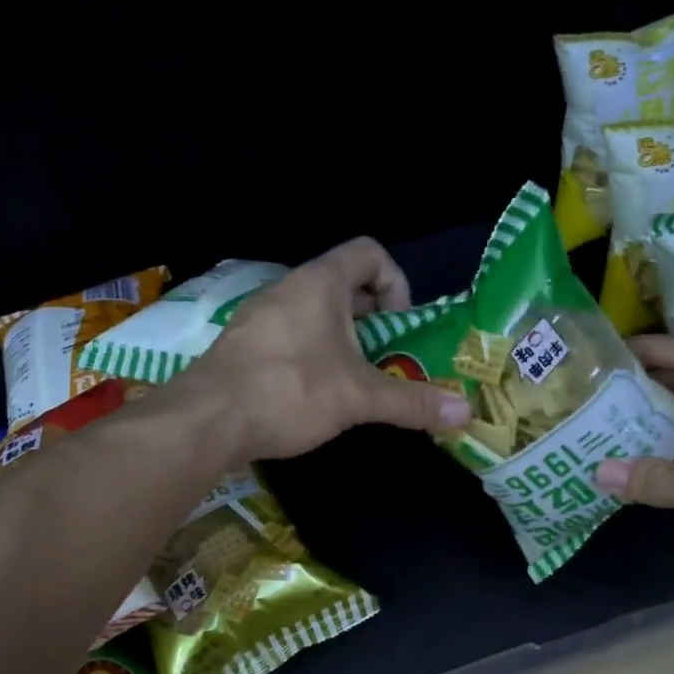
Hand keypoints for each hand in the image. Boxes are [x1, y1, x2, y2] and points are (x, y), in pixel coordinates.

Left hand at [179, 238, 470, 461]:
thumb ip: (413, 403)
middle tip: (386, 358)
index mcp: (321, 283)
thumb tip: (466, 415)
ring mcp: (261, 316)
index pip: (369, 252)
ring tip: (354, 380)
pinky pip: (291, 334)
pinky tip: (315, 393)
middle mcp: (289, 288)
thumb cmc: (291, 391)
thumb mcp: (360, 398)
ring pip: (316, 313)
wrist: (207, 420)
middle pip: (345, 285)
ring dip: (344, 340)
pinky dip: (313, 353)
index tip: (399, 326)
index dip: (395, 283)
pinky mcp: (244, 344)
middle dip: (374, 319)